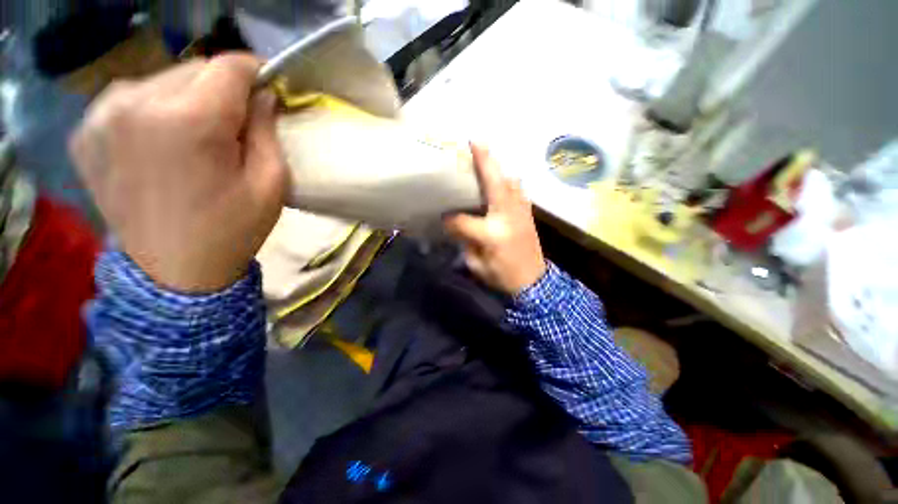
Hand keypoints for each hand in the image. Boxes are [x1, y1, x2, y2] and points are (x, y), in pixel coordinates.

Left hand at [69, 54, 285, 292]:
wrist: (175, 273)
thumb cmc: (234, 229)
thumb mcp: (271, 183)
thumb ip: (268, 130)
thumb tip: (262, 95)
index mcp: (189, 121)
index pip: (228, 66)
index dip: (254, 72)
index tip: (267, 88)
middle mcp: (136, 103)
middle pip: (194, 68)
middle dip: (222, 90)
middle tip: (234, 127)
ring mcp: (102, 115)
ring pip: (162, 79)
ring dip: (187, 99)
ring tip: (195, 138)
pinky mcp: (85, 131)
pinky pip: (132, 99)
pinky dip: (155, 110)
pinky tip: (160, 143)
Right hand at [444, 143, 546, 294]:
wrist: (534, 283)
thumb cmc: (503, 276)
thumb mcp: (477, 265)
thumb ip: (465, 241)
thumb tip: (456, 224)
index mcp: (491, 233)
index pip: (463, 219)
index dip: (450, 218)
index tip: (442, 216)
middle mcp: (507, 216)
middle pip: (494, 183)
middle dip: (484, 162)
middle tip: (475, 142)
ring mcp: (521, 212)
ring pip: (510, 182)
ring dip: (498, 168)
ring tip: (486, 158)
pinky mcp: (528, 213)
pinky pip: (518, 190)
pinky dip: (508, 181)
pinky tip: (501, 181)